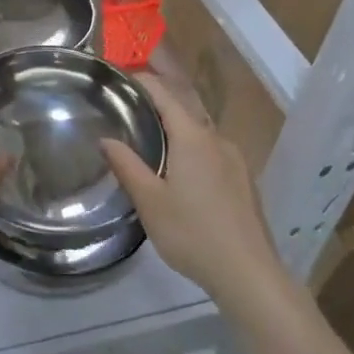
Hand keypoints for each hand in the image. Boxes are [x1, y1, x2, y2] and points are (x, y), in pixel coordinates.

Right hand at [102, 74, 283, 309]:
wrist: (248, 273)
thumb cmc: (192, 232)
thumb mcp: (149, 201)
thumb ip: (126, 165)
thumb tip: (105, 139)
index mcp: (192, 136)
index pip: (163, 93)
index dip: (140, 81)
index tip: (118, 80)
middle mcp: (216, 138)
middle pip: (184, 107)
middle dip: (157, 101)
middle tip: (128, 107)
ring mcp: (235, 159)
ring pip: (200, 130)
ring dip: (176, 126)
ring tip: (150, 137)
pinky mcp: (244, 180)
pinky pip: (212, 150)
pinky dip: (192, 146)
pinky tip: (181, 169)